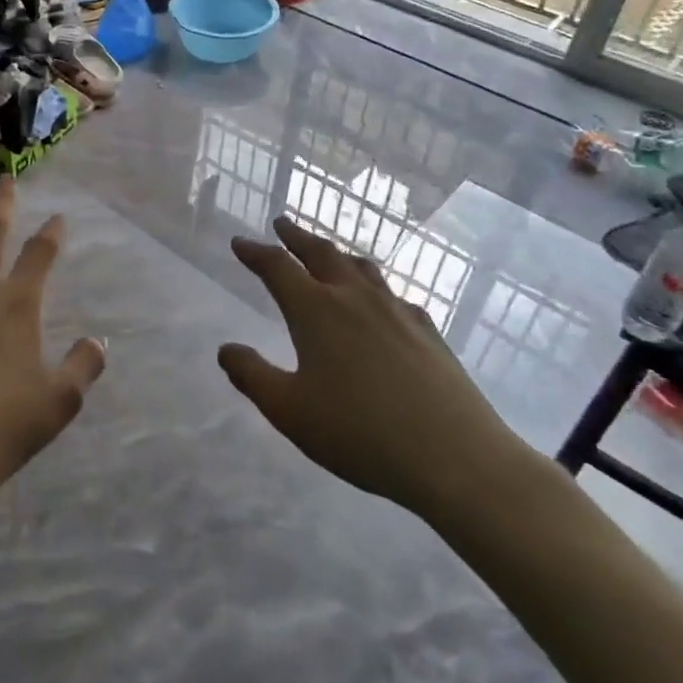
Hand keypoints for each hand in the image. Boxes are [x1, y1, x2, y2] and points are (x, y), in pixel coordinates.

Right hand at [221, 218, 536, 522]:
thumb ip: (252, 375)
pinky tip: (380, 302)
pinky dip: (373, 286)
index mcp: (316, 310)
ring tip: (327, 253)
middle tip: (282, 225)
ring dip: (336, 254)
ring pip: (361, 267)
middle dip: (297, 237)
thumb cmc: (360, 432)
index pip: (277, 267)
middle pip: (321, 253)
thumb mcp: (289, 411)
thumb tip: (226, 349)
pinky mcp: (428, 332)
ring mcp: (396, 311)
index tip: (239, 242)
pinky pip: (393, 294)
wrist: (456, 457)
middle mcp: (354, 298)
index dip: (255, 252)